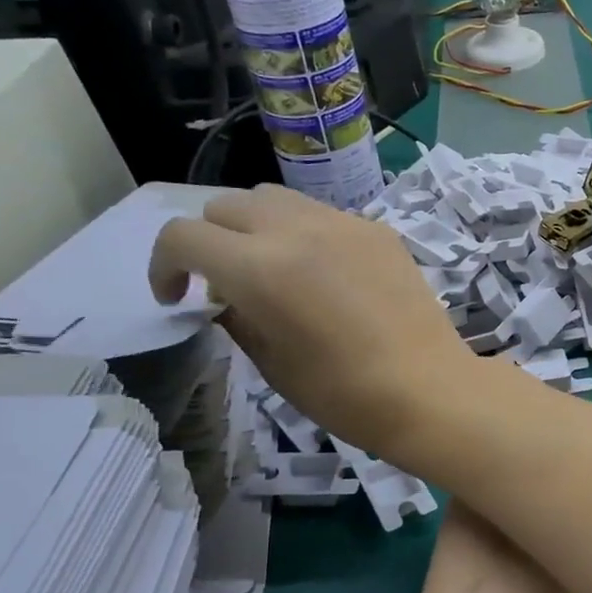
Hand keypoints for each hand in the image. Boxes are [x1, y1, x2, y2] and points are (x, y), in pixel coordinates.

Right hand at [150, 185, 481, 463]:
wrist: (428, 389)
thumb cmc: (344, 394)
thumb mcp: (272, 365)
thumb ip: (237, 318)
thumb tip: (223, 296)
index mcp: (260, 267)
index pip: (184, 235)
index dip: (163, 265)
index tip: (177, 298)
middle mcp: (297, 228)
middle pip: (226, 205)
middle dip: (210, 240)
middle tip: (223, 284)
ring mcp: (343, 222)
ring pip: (274, 198)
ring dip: (254, 227)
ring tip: (270, 270)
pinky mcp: (377, 229)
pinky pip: (322, 214)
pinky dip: (302, 233)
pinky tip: (323, 274)